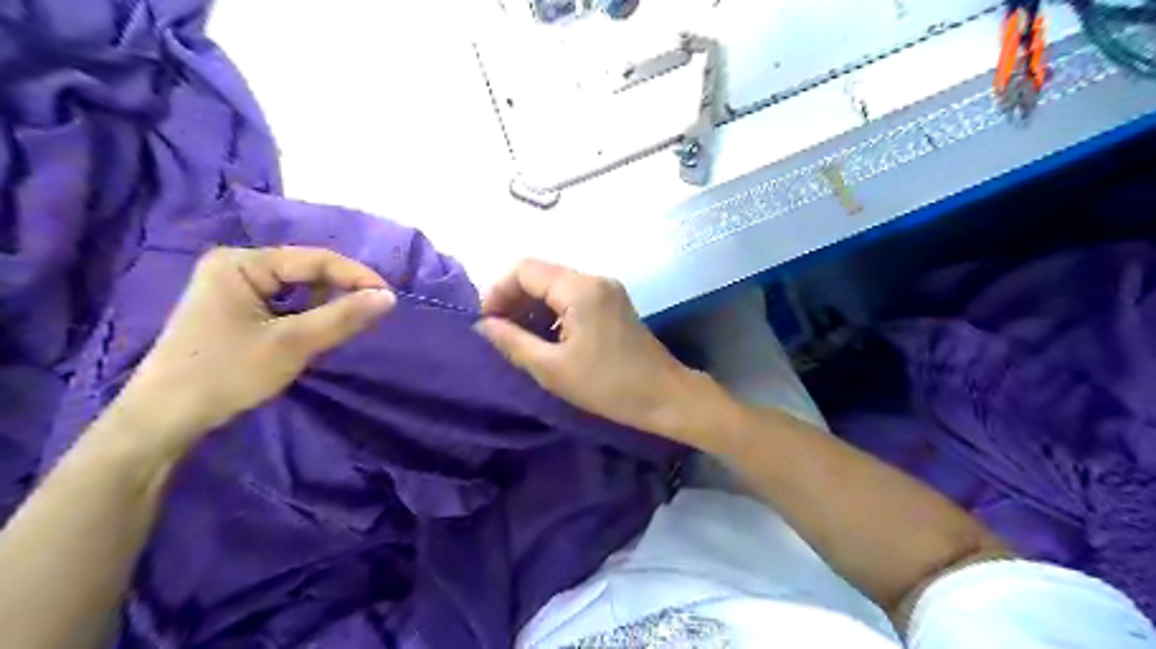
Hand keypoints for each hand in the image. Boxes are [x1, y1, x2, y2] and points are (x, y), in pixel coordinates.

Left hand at [109, 245, 396, 454]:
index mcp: (242, 263)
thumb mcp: (292, 344)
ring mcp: (233, 288)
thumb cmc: (226, 374)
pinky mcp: (235, 310)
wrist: (163, 419)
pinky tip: (317, 333)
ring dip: (326, 305)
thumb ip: (343, 317)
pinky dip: (308, 316)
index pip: (315, 259)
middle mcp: (236, 266)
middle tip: (372, 314)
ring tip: (348, 325)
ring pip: (298, 289)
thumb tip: (389, 298)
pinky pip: (285, 304)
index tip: (390, 299)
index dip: (356, 276)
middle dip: (341, 291)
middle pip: (306, 271)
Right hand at [470, 258, 704, 441]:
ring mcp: (607, 290)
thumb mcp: (552, 368)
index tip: (487, 323)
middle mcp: (594, 279)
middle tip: (499, 334)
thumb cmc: (608, 386)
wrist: (665, 397)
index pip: (525, 269)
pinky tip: (545, 339)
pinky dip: (552, 313)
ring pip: (556, 286)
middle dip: (514, 300)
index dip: (498, 291)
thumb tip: (483, 325)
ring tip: (518, 340)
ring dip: (532, 307)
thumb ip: (512, 342)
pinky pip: (573, 298)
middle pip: (540, 274)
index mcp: (579, 288)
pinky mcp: (613, 304)